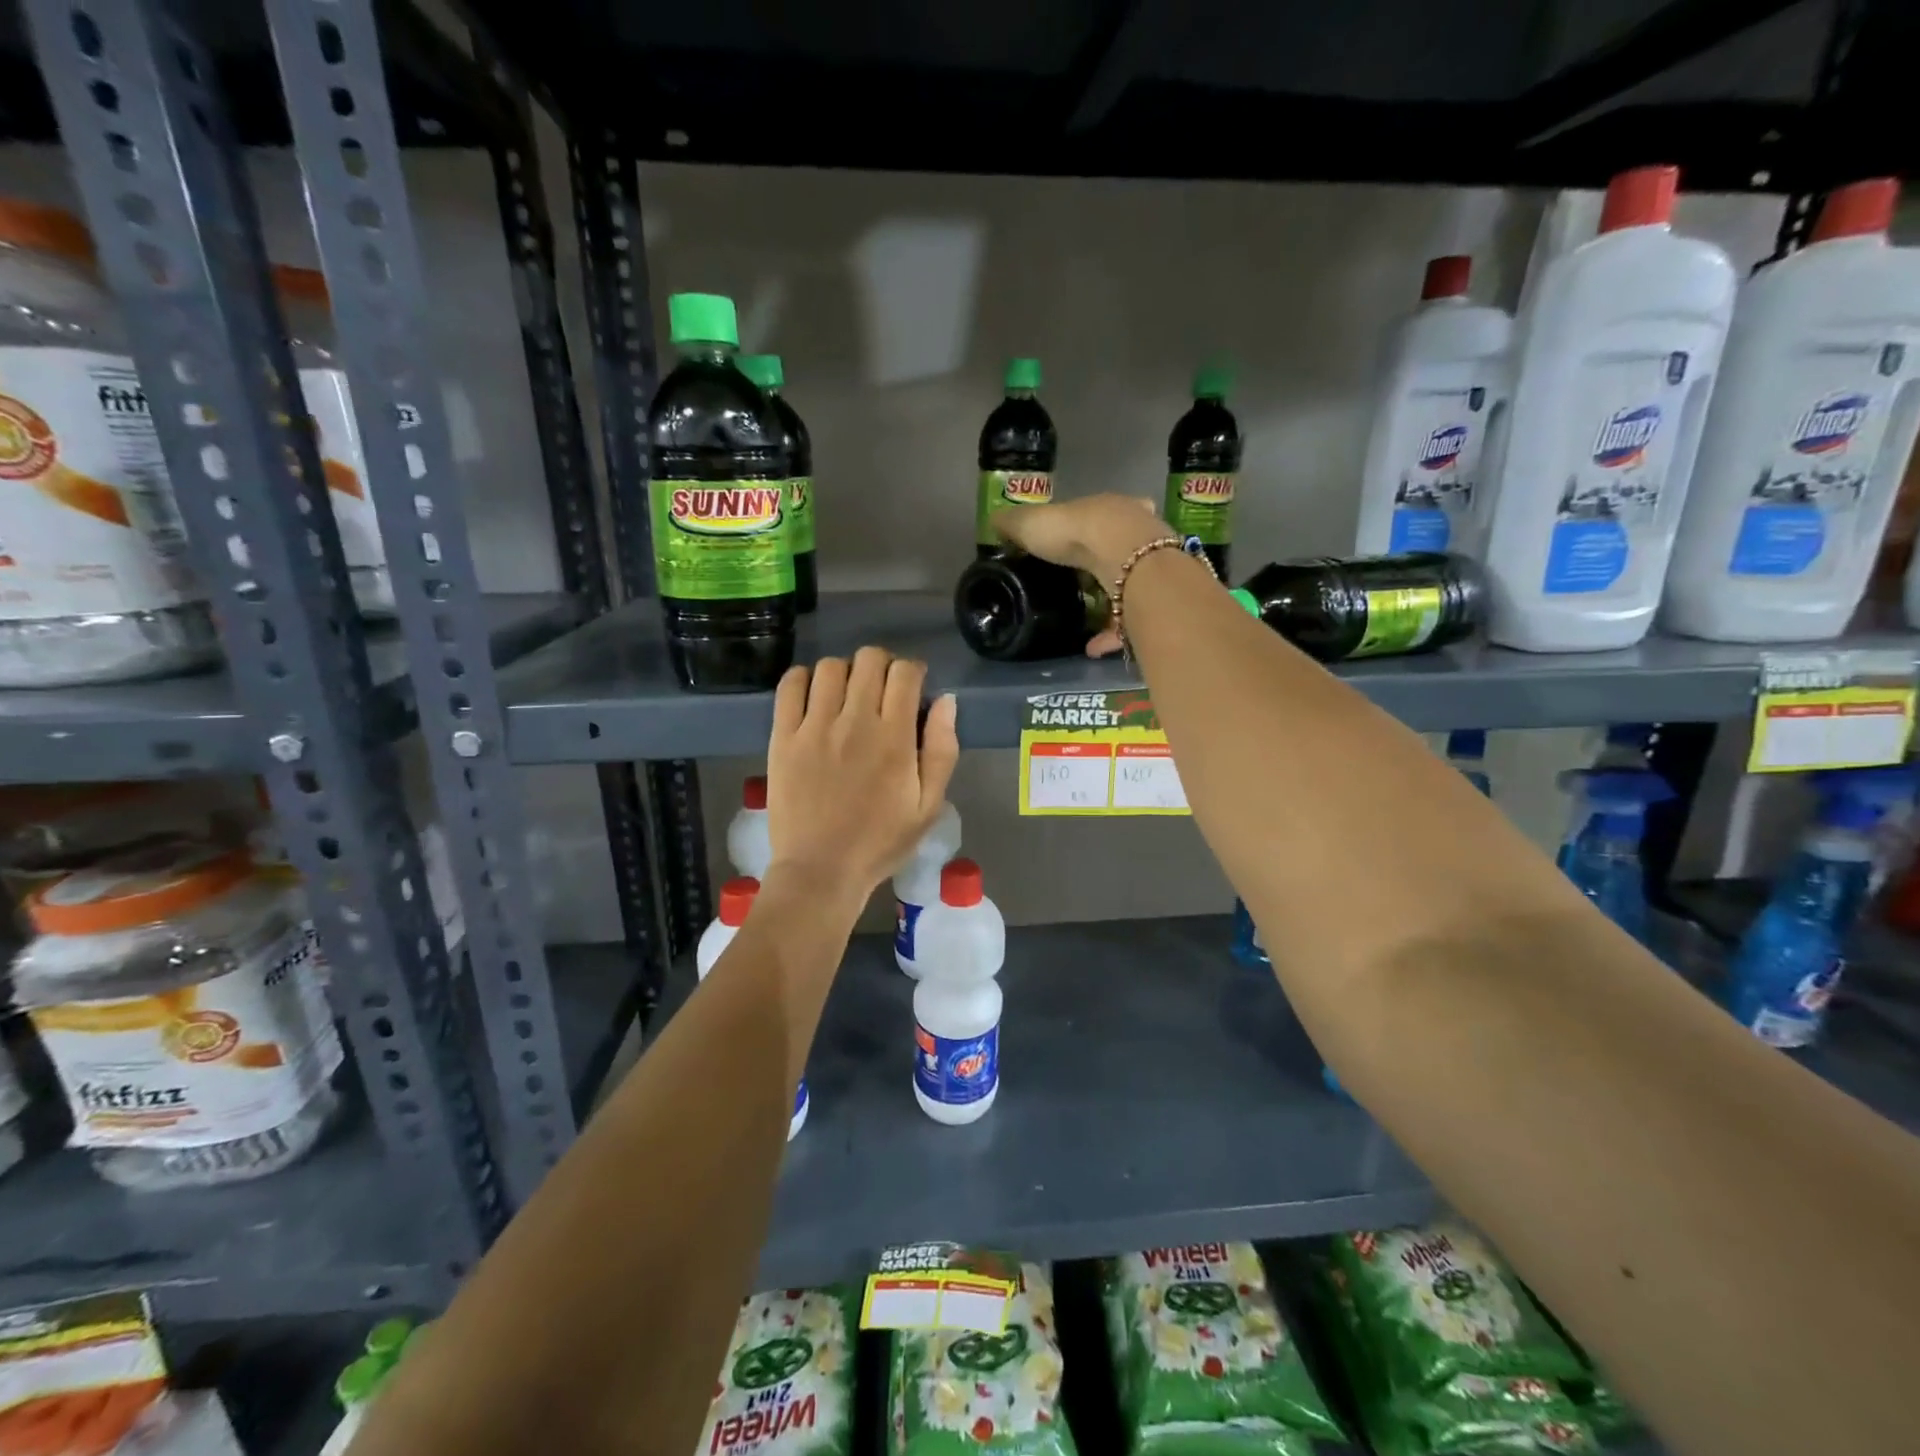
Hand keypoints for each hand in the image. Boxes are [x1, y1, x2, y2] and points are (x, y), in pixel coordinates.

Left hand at [766, 648, 959, 900]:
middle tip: (883, 690)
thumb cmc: (880, 842)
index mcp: (894, 739)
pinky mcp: (783, 737)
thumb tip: (946, 701)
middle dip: (883, 665)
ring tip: (848, 694)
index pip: (904, 674)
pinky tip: (814, 696)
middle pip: (869, 660)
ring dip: (846, 671)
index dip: (913, 671)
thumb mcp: (928, 806)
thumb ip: (942, 751)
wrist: (820, 871)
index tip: (913, 687)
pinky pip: (790, 685)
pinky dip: (804, 678)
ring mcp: (813, 727)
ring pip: (830, 667)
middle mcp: (854, 722)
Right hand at [992, 495, 1168, 657]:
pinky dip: (1110, 636)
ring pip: (1130, 586)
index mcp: (1109, 510)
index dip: (1087, 526)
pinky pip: (1129, 622)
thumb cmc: (1077, 532)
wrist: (1126, 559)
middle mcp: (1136, 535)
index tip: (1074, 542)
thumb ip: (1014, 524)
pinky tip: (1091, 648)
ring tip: (1084, 623)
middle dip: (1105, 564)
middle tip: (1082, 584)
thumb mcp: (1033, 523)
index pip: (1101, 512)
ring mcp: (1150, 568)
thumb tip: (994, 521)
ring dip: (1109, 605)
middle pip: (1122, 548)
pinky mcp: (1152, 601)